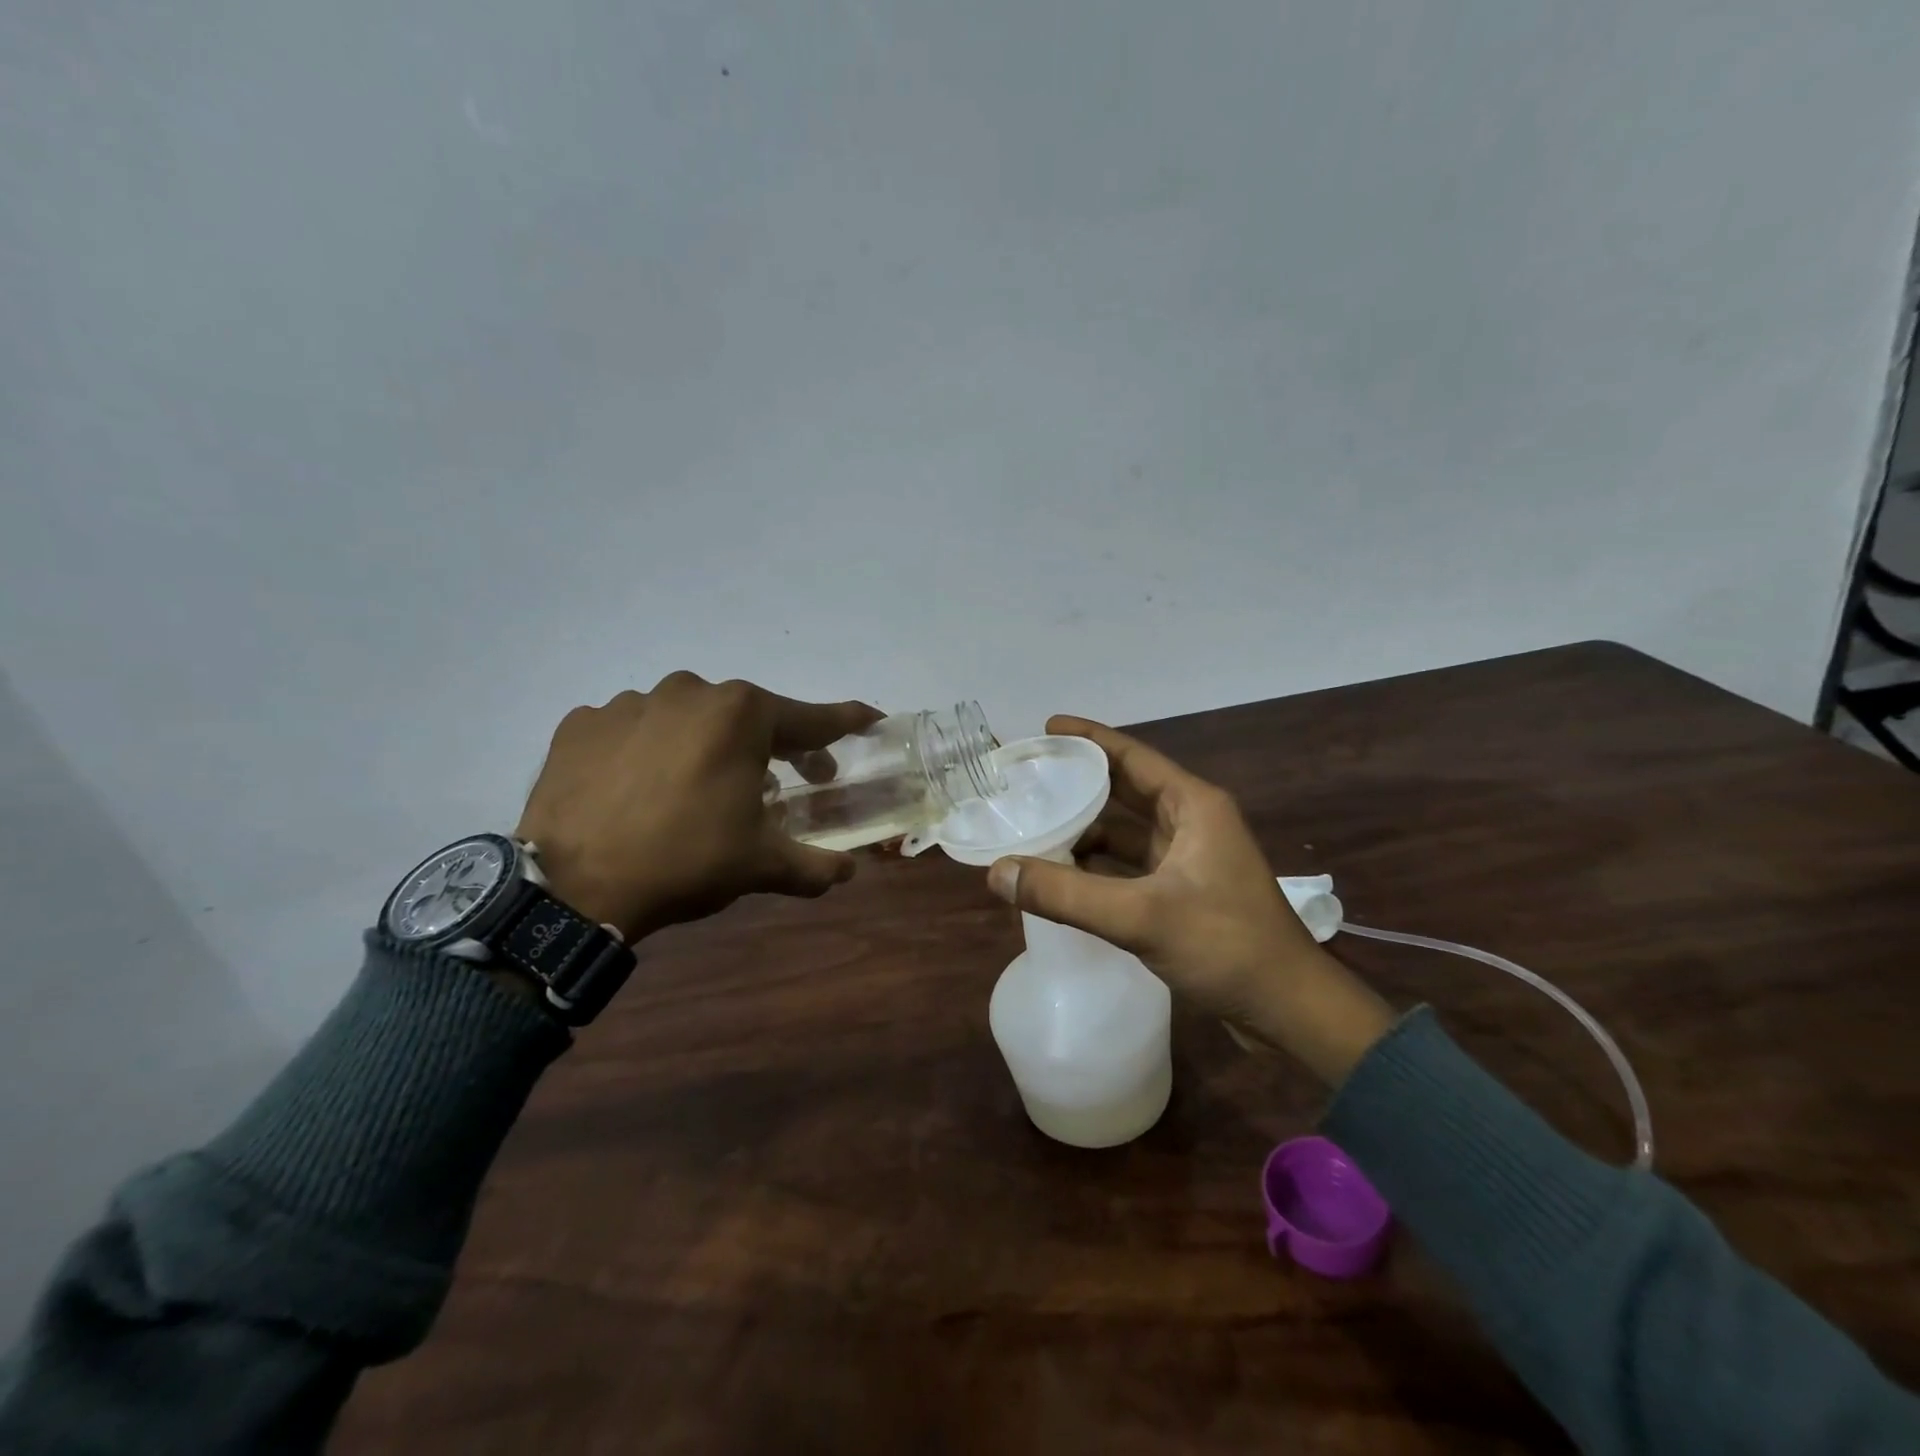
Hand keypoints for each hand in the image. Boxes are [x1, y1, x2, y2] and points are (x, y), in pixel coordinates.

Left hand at [515, 673, 881, 940]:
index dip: (846, 722)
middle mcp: (689, 691)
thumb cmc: (685, 861)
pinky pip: (633, 730)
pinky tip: (641, 788)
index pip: (811, 717)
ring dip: (704, 747)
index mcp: (741, 713)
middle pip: (747, 716)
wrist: (572, 887)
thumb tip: (848, 872)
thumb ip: (815, 864)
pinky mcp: (582, 723)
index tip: (871, 718)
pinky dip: (648, 752)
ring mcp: (629, 702)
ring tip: (697, 793)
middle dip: (771, 745)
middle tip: (777, 784)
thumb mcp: (761, 864)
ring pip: (687, 719)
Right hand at [984, 716, 1394, 1084]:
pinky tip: (1064, 877)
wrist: (1289, 1011)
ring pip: (1127, 832)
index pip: (1131, 756)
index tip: (1045, 726)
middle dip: (1080, 783)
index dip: (1088, 738)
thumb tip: (996, 872)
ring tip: (1035, 828)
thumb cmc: (1225, 946)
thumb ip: (1065, 895)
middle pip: (1125, 789)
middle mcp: (1192, 822)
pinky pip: (1131, 866)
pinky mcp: (1185, 892)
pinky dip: (1098, 867)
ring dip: (1086, 830)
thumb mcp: (1140, 916)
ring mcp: (1190, 859)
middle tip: (1029, 779)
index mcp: (1192, 806)